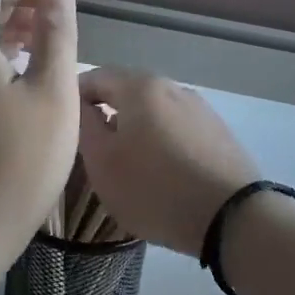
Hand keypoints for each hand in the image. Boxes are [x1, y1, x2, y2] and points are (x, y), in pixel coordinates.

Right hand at [76, 70, 259, 256]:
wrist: (232, 217)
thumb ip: (85, 126)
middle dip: (105, 113)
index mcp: (140, 86)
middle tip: (90, 148)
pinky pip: (177, 129)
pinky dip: (161, 141)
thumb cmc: (155, 189)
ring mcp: (199, 109)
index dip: (73, 97)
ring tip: (126, 162)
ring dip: (135, 129)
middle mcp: (172, 87)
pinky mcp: (217, 133)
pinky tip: (160, 171)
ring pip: (154, 111)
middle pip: (127, 92)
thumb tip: (81, 105)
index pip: (94, 77)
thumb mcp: (103, 162)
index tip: (62, 125)